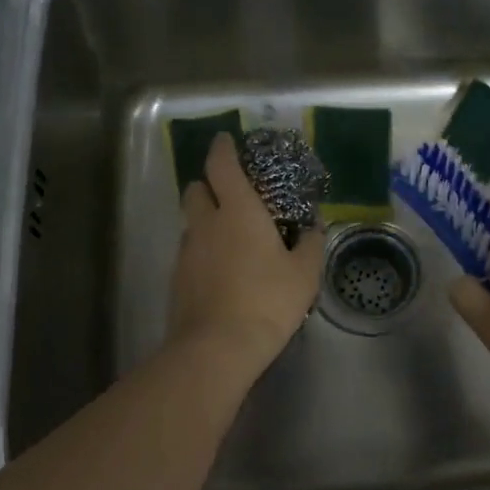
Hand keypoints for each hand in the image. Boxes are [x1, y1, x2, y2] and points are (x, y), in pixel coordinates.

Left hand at [169, 133, 324, 375]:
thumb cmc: (268, 301)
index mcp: (238, 212)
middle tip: (232, 194)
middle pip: (196, 188)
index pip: (221, 165)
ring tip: (231, 236)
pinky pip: (189, 251)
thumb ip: (311, 243)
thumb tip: (313, 227)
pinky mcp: (177, 278)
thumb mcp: (305, 273)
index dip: (223, 148)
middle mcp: (206, 223)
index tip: (227, 140)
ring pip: (191, 222)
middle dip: (209, 184)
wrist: (217, 348)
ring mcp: (186, 251)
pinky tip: (222, 270)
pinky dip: (202, 250)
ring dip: (206, 219)